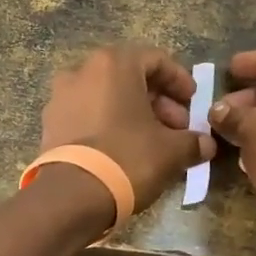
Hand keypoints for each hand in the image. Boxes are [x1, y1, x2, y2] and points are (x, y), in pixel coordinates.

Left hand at [40, 43, 216, 217]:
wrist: (72, 195)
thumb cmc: (128, 157)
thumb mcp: (171, 150)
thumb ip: (193, 141)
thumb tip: (206, 144)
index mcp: (113, 64)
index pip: (156, 60)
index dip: (179, 80)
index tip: (193, 102)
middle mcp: (82, 71)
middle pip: (129, 77)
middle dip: (157, 101)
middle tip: (177, 128)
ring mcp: (60, 97)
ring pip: (107, 97)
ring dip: (133, 114)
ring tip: (153, 142)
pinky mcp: (49, 124)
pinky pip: (88, 115)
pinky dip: (109, 125)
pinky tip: (125, 151)